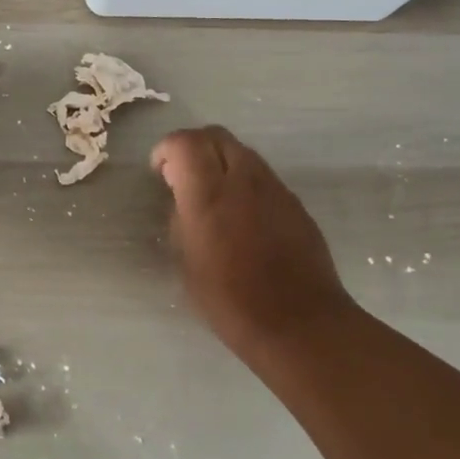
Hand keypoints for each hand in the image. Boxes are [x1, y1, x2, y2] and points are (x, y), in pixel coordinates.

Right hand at [152, 126, 357, 360]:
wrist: (299, 323)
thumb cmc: (230, 300)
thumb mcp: (186, 261)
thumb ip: (180, 218)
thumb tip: (182, 197)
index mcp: (209, 194)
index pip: (185, 142)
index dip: (167, 149)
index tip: (160, 172)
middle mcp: (244, 180)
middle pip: (216, 135)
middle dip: (194, 147)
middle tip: (182, 177)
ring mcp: (275, 188)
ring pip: (242, 152)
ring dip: (220, 162)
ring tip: (213, 197)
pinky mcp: (295, 203)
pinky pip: (263, 176)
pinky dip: (244, 181)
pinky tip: (242, 216)